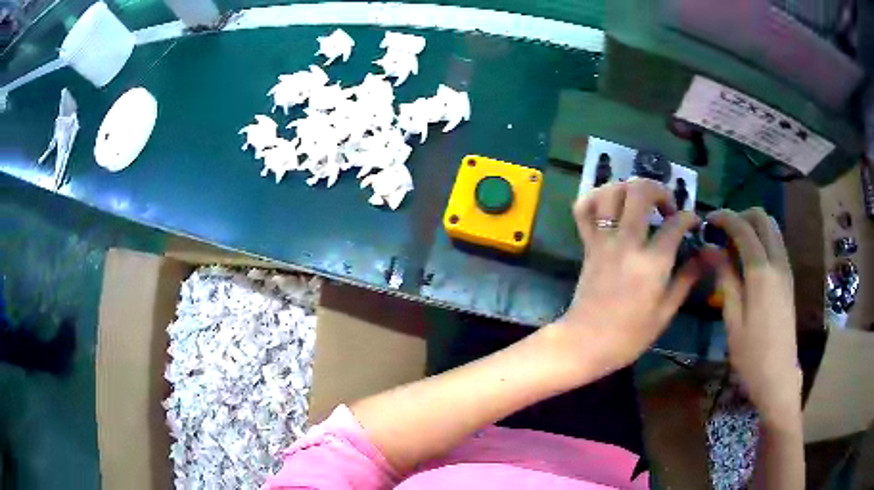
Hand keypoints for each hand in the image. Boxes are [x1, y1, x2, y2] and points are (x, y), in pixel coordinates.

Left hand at [550, 180, 700, 374]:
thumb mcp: (666, 312)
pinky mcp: (587, 244)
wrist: (585, 343)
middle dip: (659, 190)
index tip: (694, 225)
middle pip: (640, 192)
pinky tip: (610, 205)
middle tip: (668, 207)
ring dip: (629, 188)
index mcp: (651, 263)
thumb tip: (709, 254)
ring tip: (641, 203)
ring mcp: (603, 241)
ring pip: (610, 193)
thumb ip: (688, 278)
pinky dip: (595, 198)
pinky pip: (584, 209)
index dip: (690, 218)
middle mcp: (627, 243)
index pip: (676, 223)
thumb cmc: (629, 336)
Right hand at [707, 208, 801, 422]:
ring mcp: (786, 269)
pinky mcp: (788, 279)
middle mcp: (777, 262)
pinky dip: (762, 240)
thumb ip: (724, 277)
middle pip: (763, 218)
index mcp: (761, 272)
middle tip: (723, 233)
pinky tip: (748, 263)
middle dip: (741, 216)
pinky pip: (776, 244)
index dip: (724, 218)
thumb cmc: (751, 354)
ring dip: (753, 227)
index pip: (743, 228)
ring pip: (772, 229)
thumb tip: (709, 247)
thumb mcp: (732, 319)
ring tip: (734, 247)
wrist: (779, 376)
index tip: (707, 221)